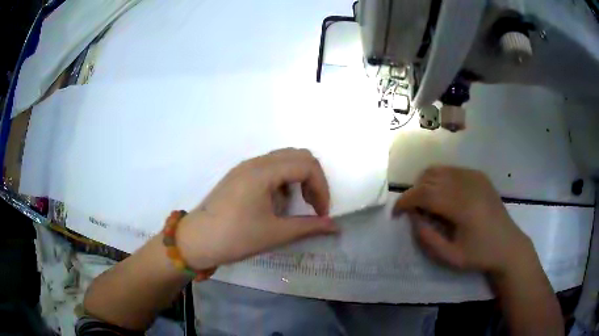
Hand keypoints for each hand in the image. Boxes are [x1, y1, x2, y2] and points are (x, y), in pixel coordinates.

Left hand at [176, 148, 338, 269]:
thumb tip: (336, 226)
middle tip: (312, 205)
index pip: (307, 165)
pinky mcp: (239, 175)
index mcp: (263, 172)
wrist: (196, 241)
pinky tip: (276, 203)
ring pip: (283, 159)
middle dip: (312, 179)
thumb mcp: (275, 233)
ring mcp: (245, 167)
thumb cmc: (235, 237)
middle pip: (297, 156)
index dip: (321, 188)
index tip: (321, 214)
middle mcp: (255, 162)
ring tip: (295, 204)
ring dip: (297, 178)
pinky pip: (269, 167)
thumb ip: (309, 227)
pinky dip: (283, 180)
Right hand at [393, 166, 533, 275]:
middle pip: (429, 177)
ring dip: (426, 183)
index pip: (425, 193)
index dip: (405, 200)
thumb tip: (413, 218)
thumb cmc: (480, 255)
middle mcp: (468, 184)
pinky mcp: (479, 175)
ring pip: (439, 170)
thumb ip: (427, 239)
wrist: (508, 245)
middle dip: (414, 191)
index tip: (396, 212)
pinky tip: (444, 196)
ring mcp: (475, 176)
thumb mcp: (450, 257)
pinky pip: (452, 170)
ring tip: (426, 202)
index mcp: (462, 206)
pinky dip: (440, 179)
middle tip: (412, 211)